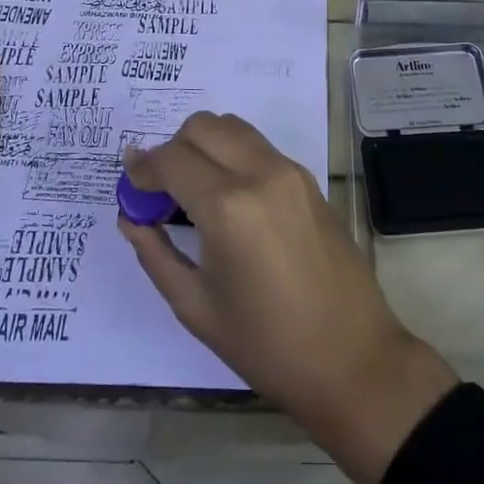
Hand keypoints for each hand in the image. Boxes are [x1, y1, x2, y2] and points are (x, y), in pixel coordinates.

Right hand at [118, 112, 457, 483]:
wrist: (353, 357)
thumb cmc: (267, 346)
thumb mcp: (196, 306)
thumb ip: (155, 253)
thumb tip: (131, 216)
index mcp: (228, 206)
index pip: (172, 159)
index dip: (143, 168)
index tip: (131, 184)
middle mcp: (261, 173)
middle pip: (203, 126)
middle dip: (173, 149)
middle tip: (162, 191)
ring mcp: (291, 172)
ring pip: (234, 127)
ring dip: (205, 145)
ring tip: (195, 192)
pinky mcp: (310, 180)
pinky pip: (260, 147)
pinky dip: (233, 155)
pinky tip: (229, 198)